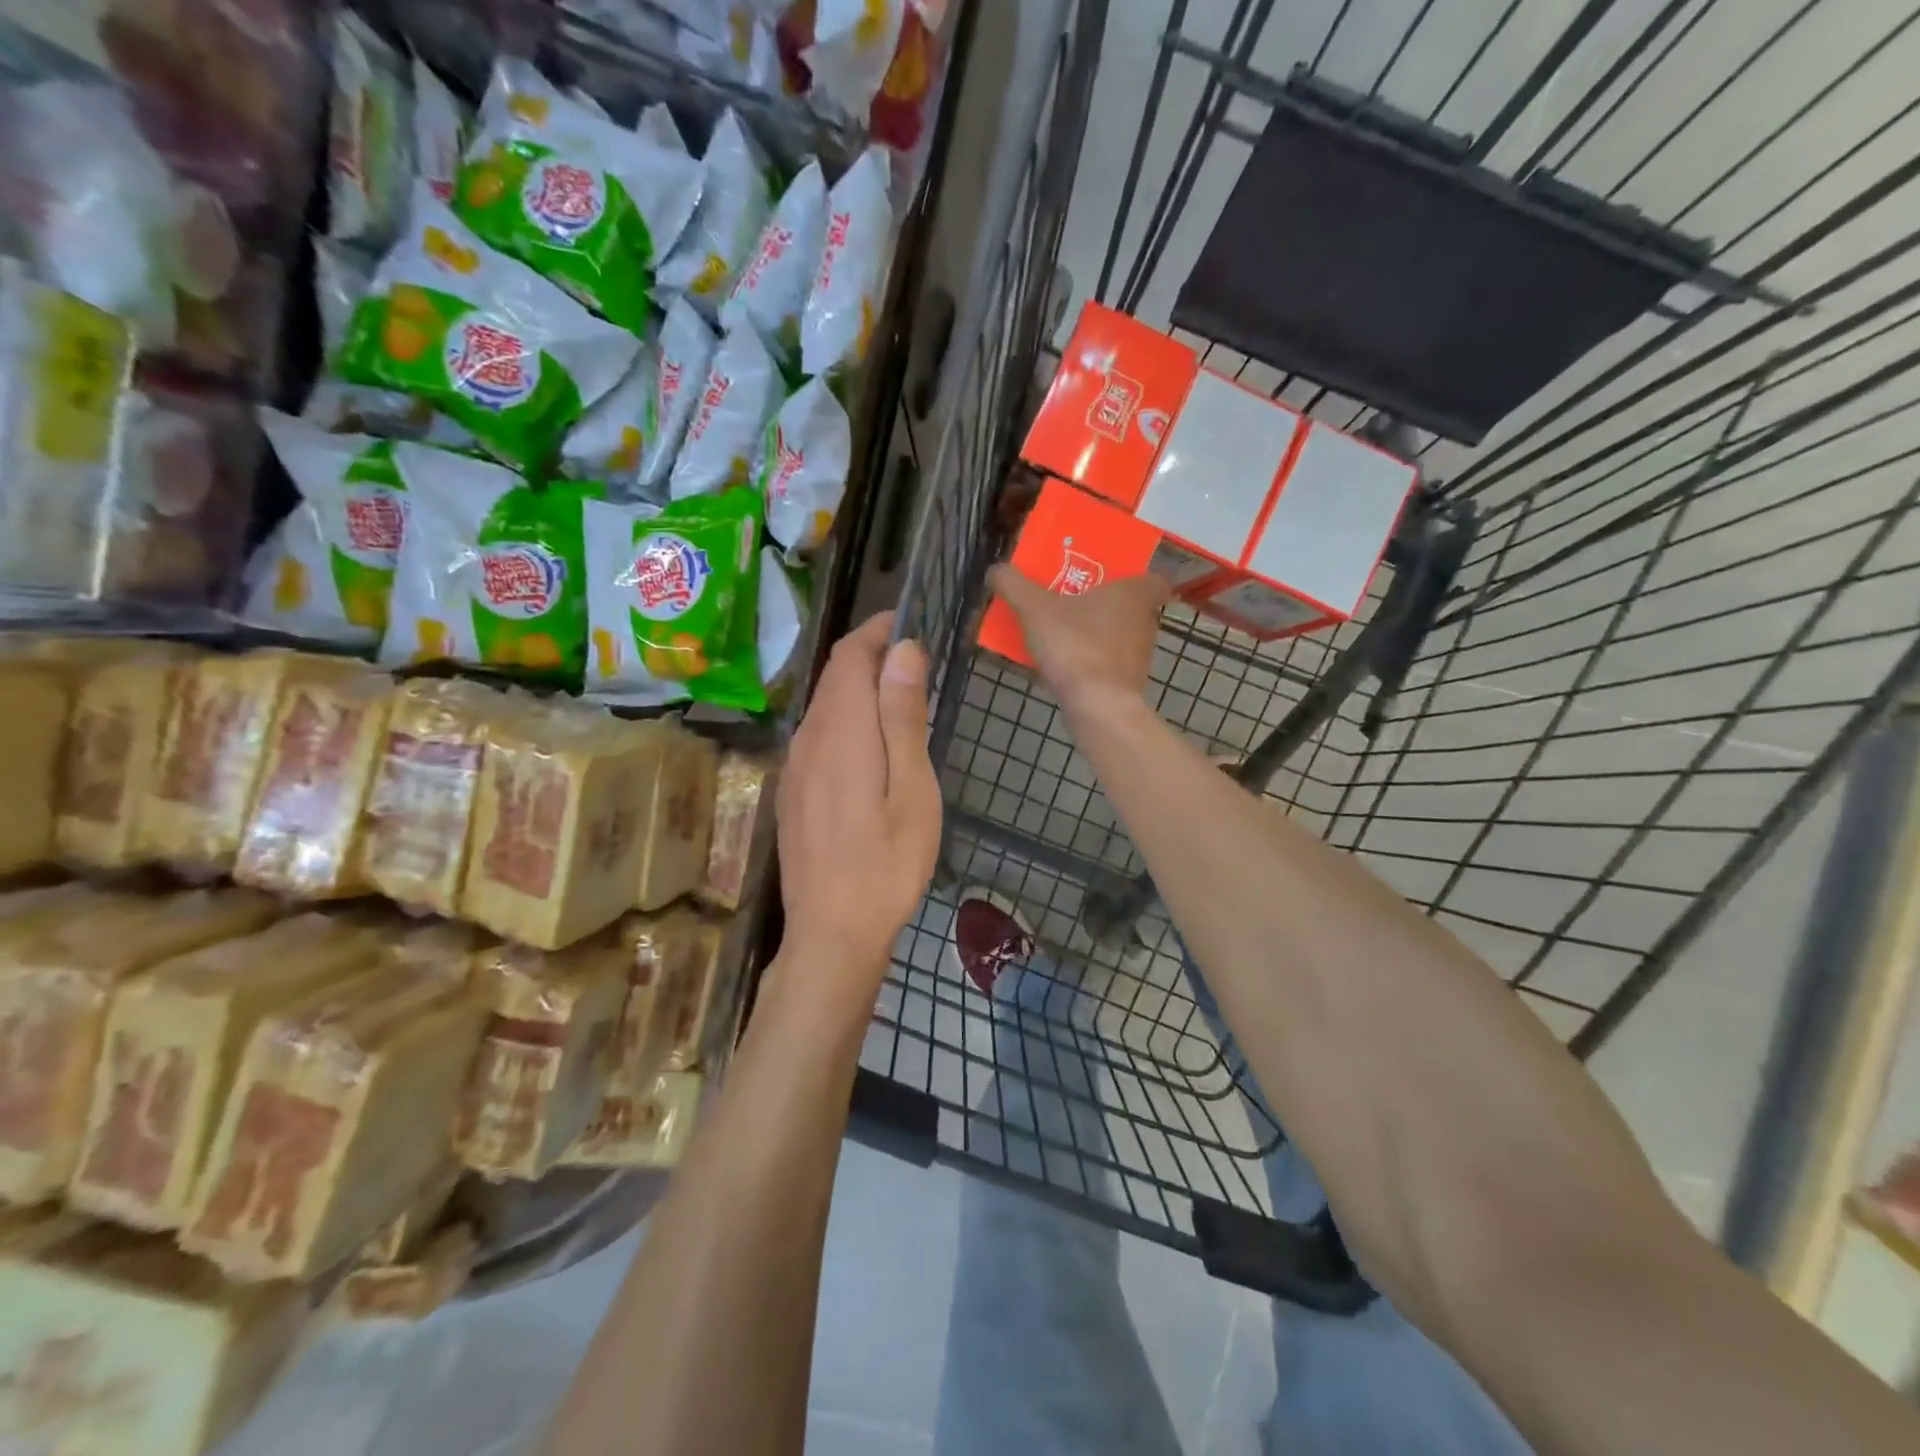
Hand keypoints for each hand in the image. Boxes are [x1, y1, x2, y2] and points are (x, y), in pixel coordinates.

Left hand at [777, 613, 942, 986]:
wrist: (832, 933)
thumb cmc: (886, 862)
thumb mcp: (911, 787)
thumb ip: (902, 717)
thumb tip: (903, 650)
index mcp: (839, 731)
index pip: (849, 656)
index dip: (876, 630)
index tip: (910, 622)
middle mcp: (807, 739)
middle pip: (834, 679)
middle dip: (870, 658)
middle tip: (916, 662)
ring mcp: (794, 768)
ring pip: (825, 708)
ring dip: (858, 692)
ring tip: (901, 701)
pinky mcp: (792, 793)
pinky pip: (818, 738)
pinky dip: (846, 723)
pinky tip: (871, 748)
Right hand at [987, 566, 1169, 712]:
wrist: (1096, 705)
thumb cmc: (1075, 645)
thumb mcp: (1034, 608)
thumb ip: (1013, 584)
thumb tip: (996, 570)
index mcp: (1135, 593)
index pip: (1153, 579)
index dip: (1134, 578)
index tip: (1111, 579)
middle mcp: (1146, 622)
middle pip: (1129, 607)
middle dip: (1103, 605)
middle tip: (1071, 602)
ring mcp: (1140, 657)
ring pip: (1118, 637)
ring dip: (1095, 635)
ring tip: (1061, 634)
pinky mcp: (1129, 685)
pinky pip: (1108, 665)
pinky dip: (1090, 664)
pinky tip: (1062, 667)